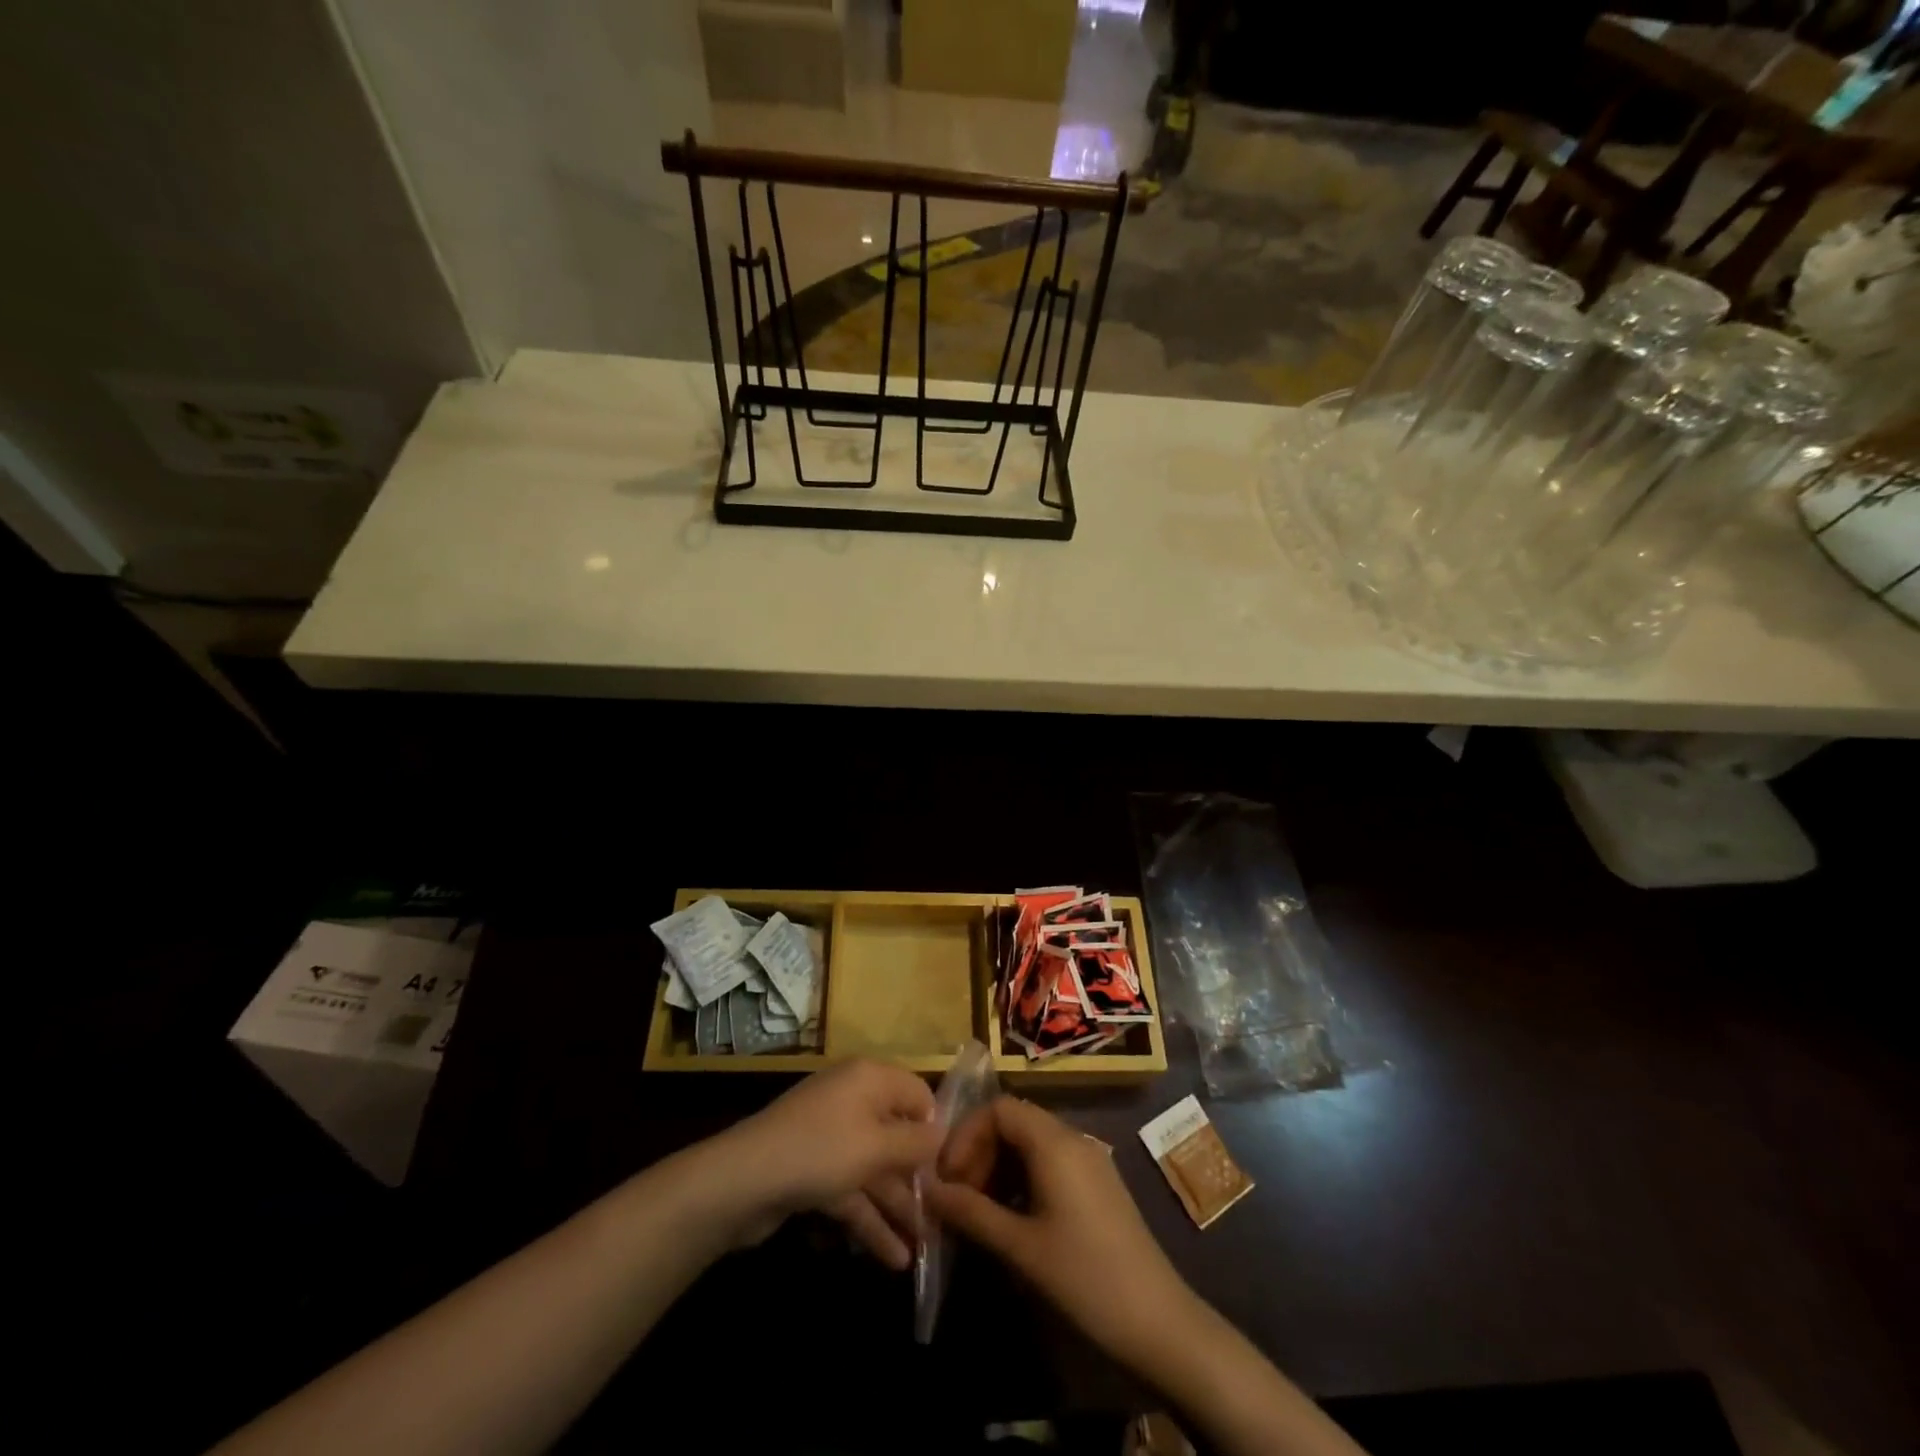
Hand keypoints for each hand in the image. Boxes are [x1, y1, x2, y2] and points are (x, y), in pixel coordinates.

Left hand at [702, 1060, 942, 1268]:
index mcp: (869, 1079)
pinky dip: (870, 1221)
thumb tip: (943, 1134)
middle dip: (919, 1177)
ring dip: (898, 1207)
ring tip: (926, 1248)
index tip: (957, 1166)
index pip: (916, 1092)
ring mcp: (831, 1138)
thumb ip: (915, 1143)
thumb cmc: (819, 1151)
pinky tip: (894, 1258)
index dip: (936, 1126)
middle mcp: (853, 1101)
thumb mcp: (876, 1147)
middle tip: (946, 1216)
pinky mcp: (813, 1172)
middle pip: (896, 1135)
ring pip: (875, 1170)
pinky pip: (852, 1192)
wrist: (740, 1182)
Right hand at [925, 1096, 1197, 1366]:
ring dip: (998, 1167)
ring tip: (978, 1211)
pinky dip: (1022, 1179)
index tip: (947, 1176)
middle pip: (1014, 1122)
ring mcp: (1089, 1161)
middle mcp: (1073, 1139)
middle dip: (979, 1152)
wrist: (1159, 1324)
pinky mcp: (1097, 1185)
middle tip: (958, 1196)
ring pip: (1031, 1143)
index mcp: (1054, 1143)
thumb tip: (926, 1189)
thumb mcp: (1020, 1247)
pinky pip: (1050, 1163)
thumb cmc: (1085, 1278)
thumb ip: (970, 1212)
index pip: (999, 1108)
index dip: (966, 1134)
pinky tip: (1011, 1219)